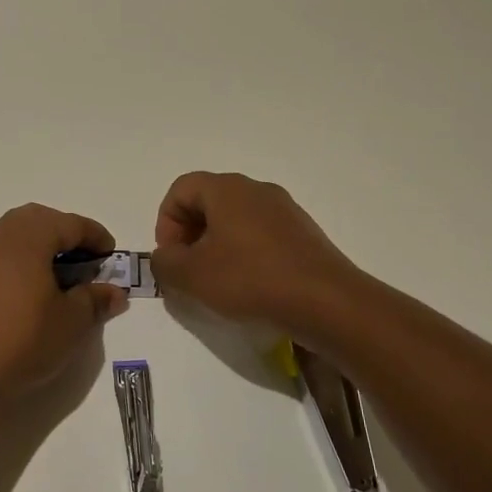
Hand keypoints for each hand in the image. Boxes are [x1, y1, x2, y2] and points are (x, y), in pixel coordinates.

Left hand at [0, 204, 127, 390]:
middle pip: (35, 221)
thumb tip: (114, 292)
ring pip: (8, 238)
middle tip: (80, 260)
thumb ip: (95, 300)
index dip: (94, 236)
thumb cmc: (24, 339)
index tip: (109, 254)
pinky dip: (9, 268)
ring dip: (33, 249)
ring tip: (50, 277)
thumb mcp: (72, 322)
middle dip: (62, 234)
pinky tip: (16, 296)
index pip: (69, 223)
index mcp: (29, 236)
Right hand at [150, 171, 361, 331]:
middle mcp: (256, 190)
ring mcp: (284, 210)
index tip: (171, 256)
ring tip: (217, 282)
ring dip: (217, 245)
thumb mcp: (192, 276)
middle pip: (208, 202)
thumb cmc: (250, 280)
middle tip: (188, 270)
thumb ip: (164, 263)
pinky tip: (249, 286)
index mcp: (227, 189)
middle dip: (190, 234)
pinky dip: (245, 253)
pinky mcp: (303, 233)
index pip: (181, 189)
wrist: (326, 302)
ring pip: (236, 219)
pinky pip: (261, 234)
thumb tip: (165, 257)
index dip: (166, 222)